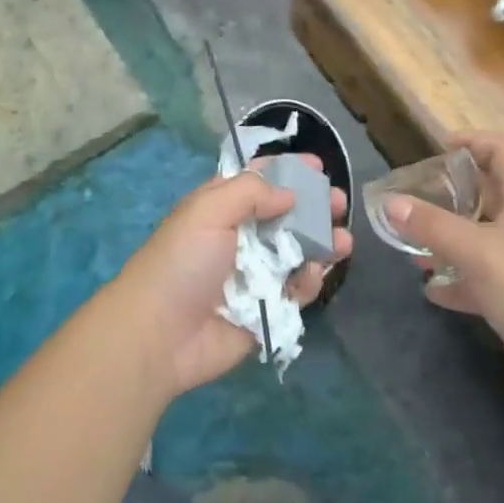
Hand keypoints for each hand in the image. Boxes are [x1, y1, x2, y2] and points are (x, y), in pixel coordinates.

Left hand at [113, 160, 351, 397]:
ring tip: (343, 241)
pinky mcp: (266, 309)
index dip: (287, 170)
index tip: (318, 166)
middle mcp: (239, 237)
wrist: (160, 335)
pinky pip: (296, 290)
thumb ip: (251, 193)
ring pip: (297, 252)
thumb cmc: (182, 263)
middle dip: (314, 206)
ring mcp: (254, 275)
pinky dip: (309, 281)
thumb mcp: (208, 210)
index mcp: (220, 207)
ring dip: (322, 243)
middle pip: (285, 215)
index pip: (258, 181)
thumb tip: (289, 194)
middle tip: (339, 203)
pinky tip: (316, 274)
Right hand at [386, 133, 503, 403]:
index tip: (437, 149)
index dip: (474, 141)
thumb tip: (390, 203)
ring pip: (480, 238)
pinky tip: (430, 289)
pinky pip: (480, 279)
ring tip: (411, 245)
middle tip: (413, 198)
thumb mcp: (478, 251)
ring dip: (447, 238)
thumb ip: (433, 225)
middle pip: (489, 193)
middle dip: (450, 192)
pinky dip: (455, 280)